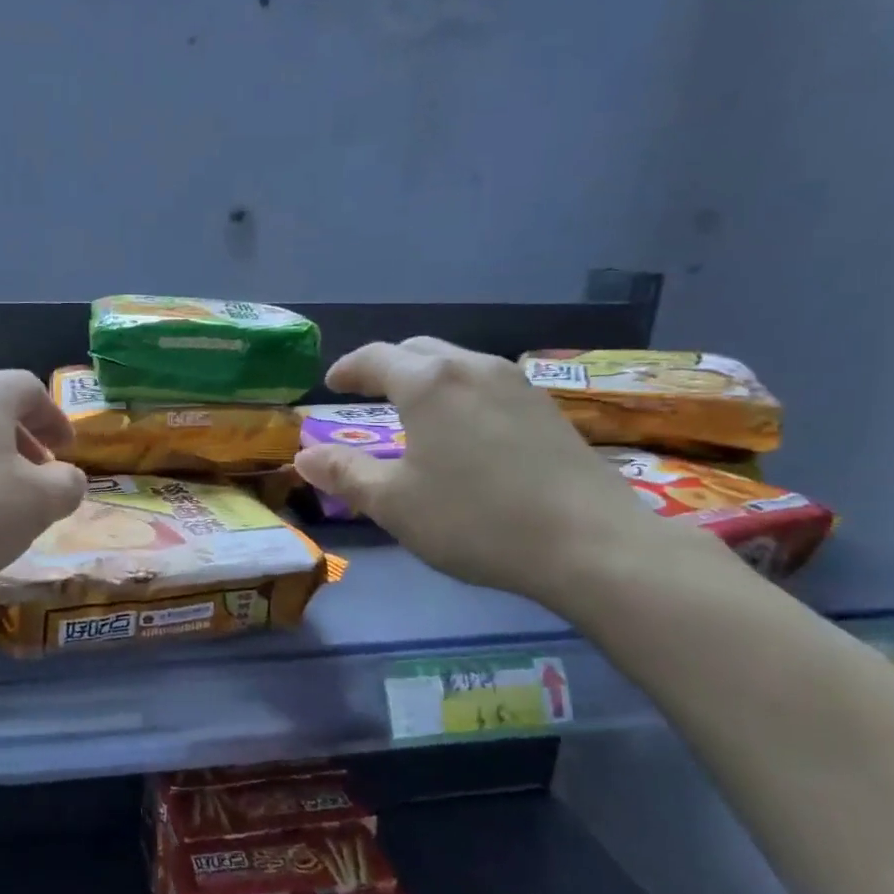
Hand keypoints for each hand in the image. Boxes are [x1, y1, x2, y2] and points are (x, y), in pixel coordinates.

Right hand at [292, 338, 699, 609]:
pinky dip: (459, 392)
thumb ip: (344, 473)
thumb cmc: (475, 520)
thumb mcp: (394, 504)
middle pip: (419, 350)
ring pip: (457, 364)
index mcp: (428, 384)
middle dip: (386, 365)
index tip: (332, 382)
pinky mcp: (547, 408)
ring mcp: (517, 384)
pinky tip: (463, 428)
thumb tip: (304, 456)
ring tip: (413, 408)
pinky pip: (487, 383)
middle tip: (367, 390)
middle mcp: (472, 368)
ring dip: (426, 376)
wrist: (589, 543)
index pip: (376, 358)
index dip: (349, 368)